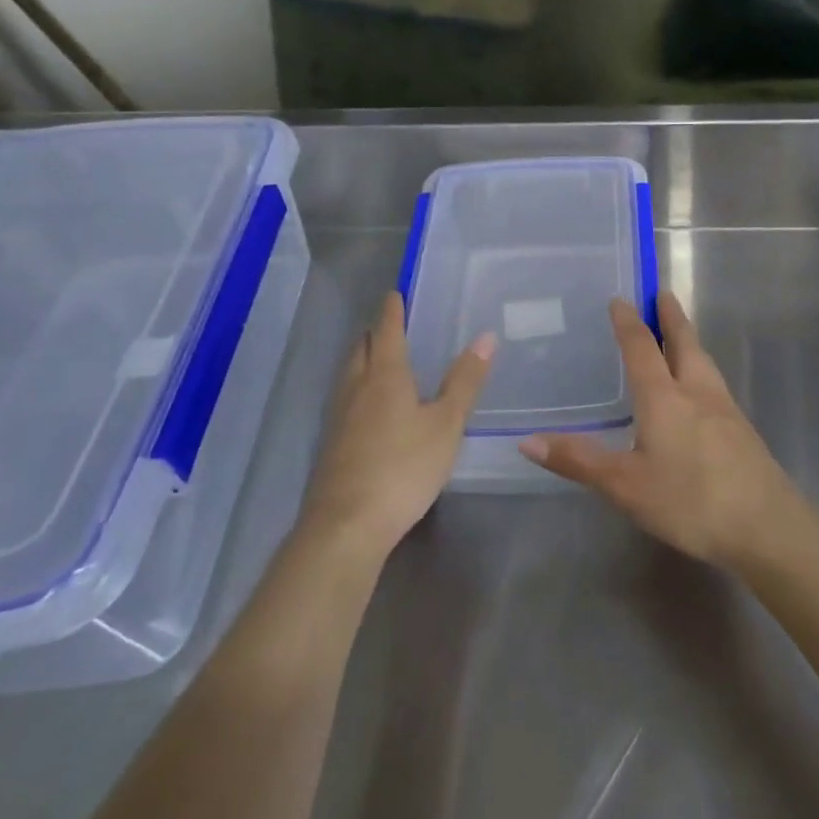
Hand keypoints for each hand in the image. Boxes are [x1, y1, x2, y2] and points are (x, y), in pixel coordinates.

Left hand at [301, 292, 494, 554]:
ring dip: (363, 359)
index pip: (386, 330)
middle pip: (360, 348)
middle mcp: (357, 388)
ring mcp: (339, 417)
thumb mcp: (446, 424)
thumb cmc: (403, 467)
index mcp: (385, 375)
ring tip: (380, 359)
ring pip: (349, 374)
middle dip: (374, 332)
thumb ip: (465, 381)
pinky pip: (345, 400)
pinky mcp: (332, 444)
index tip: (395, 293)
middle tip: (391, 325)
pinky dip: (358, 388)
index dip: (392, 310)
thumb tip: (486, 336)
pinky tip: (369, 407)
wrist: (347, 525)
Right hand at [518, 292, 808, 570]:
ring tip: (680, 332)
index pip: (642, 348)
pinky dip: (700, 367)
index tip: (621, 298)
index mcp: (664, 397)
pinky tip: (699, 388)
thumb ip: (579, 461)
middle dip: (670, 316)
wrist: (768, 526)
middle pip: (684, 342)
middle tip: (662, 293)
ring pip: (703, 361)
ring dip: (688, 339)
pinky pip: (714, 383)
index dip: (629, 322)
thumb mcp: (625, 486)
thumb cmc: (690, 501)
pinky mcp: (742, 430)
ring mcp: (725, 409)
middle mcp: (696, 392)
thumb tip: (527, 441)